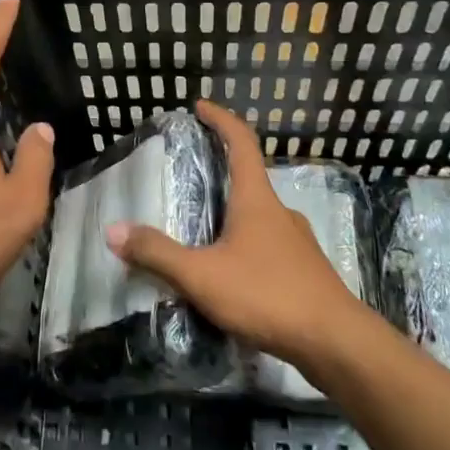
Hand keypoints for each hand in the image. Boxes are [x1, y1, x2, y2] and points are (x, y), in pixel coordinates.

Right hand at [105, 100, 361, 362]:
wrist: (336, 343)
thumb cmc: (267, 294)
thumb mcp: (202, 275)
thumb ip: (157, 253)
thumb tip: (113, 230)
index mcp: (256, 199)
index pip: (241, 142)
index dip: (221, 120)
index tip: (200, 107)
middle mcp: (279, 212)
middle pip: (249, 178)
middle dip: (222, 171)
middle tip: (191, 177)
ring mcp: (297, 242)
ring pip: (259, 216)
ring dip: (233, 213)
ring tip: (204, 230)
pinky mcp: (306, 271)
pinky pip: (269, 245)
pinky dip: (246, 244)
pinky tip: (231, 272)